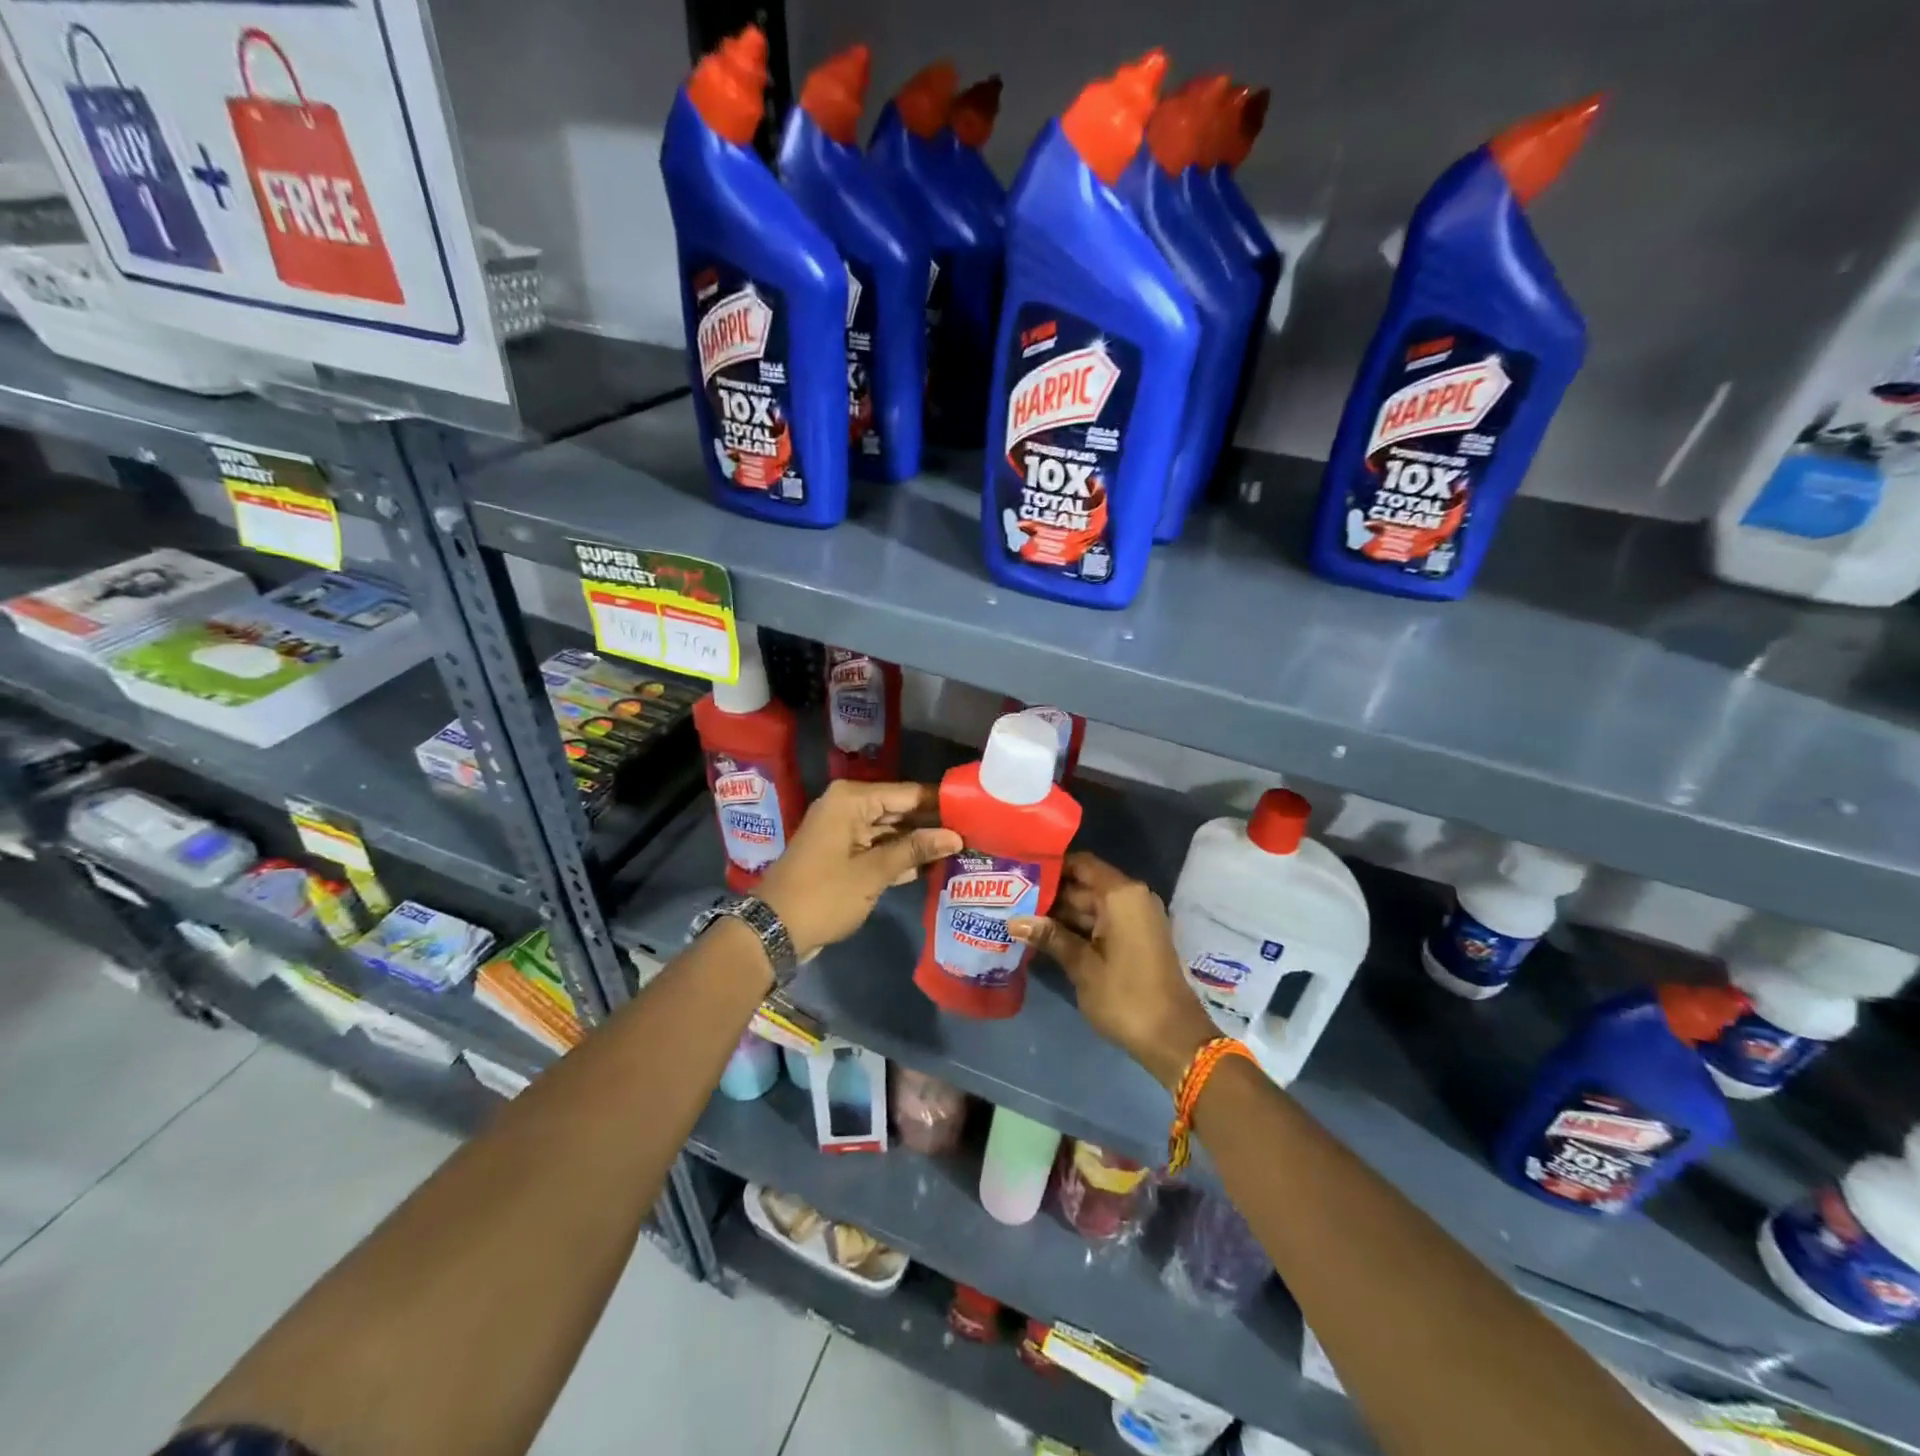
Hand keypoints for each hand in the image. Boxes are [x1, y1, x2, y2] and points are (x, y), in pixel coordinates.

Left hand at [756, 781, 961, 959]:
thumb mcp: (873, 873)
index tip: (977, 810)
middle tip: (976, 832)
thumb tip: (956, 836)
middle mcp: (849, 807)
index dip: (941, 802)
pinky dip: (902, 856)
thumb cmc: (823, 895)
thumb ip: (915, 850)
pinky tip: (933, 866)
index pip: (908, 793)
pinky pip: (880, 847)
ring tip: (963, 848)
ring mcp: (845, 831)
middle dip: (934, 823)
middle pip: (901, 809)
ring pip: (893, 830)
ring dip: (921, 842)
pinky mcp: (845, 854)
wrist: (773, 930)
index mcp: (851, 800)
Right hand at [1010, 852, 1218, 1090]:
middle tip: (1009, 897)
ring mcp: (1135, 919)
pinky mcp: (1135, 938)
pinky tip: (1044, 936)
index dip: (1051, 866)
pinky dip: (1076, 927)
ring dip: (1059, 913)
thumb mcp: (1083, 966)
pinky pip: (1101, 922)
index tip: (1019, 871)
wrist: (1173, 1039)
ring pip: (1090, 906)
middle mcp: (1131, 898)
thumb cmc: (1126, 997)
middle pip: (1084, 885)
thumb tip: (1014, 920)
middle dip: (1049, 893)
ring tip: (1018, 915)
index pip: (1081, 864)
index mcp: (1122, 895)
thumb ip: (1050, 937)